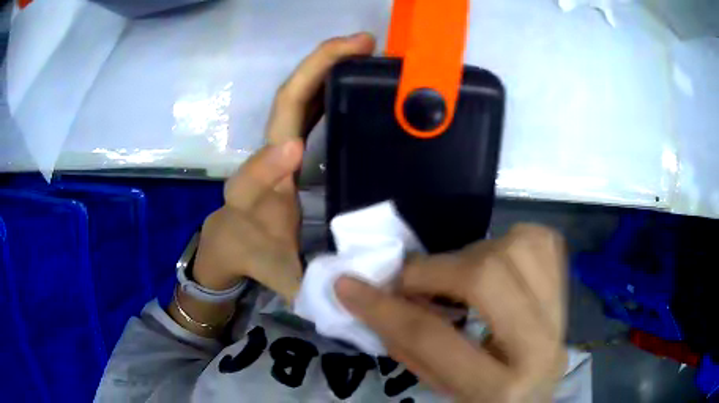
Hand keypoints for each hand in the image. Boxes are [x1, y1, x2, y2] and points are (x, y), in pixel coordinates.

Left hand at [192, 33, 375, 301]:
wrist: (230, 239)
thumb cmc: (255, 257)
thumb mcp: (282, 280)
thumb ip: (313, 290)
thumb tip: (360, 293)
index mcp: (250, 201)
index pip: (253, 179)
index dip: (269, 165)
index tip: (297, 150)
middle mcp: (259, 161)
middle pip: (281, 107)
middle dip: (316, 69)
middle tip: (363, 44)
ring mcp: (275, 143)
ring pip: (297, 95)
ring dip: (328, 64)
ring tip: (368, 46)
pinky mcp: (287, 138)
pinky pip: (309, 103)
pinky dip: (331, 80)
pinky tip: (360, 71)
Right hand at [335, 225, 567, 401]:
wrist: (534, 399)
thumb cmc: (481, 401)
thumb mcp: (439, 386)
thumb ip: (409, 344)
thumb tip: (376, 296)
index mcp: (497, 389)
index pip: (431, 338)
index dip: (382, 307)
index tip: (347, 285)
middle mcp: (538, 347)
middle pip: (485, 278)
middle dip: (434, 270)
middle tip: (410, 279)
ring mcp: (560, 315)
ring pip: (516, 248)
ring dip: (473, 255)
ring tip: (457, 277)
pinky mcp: (566, 291)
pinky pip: (540, 241)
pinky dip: (510, 242)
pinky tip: (497, 262)